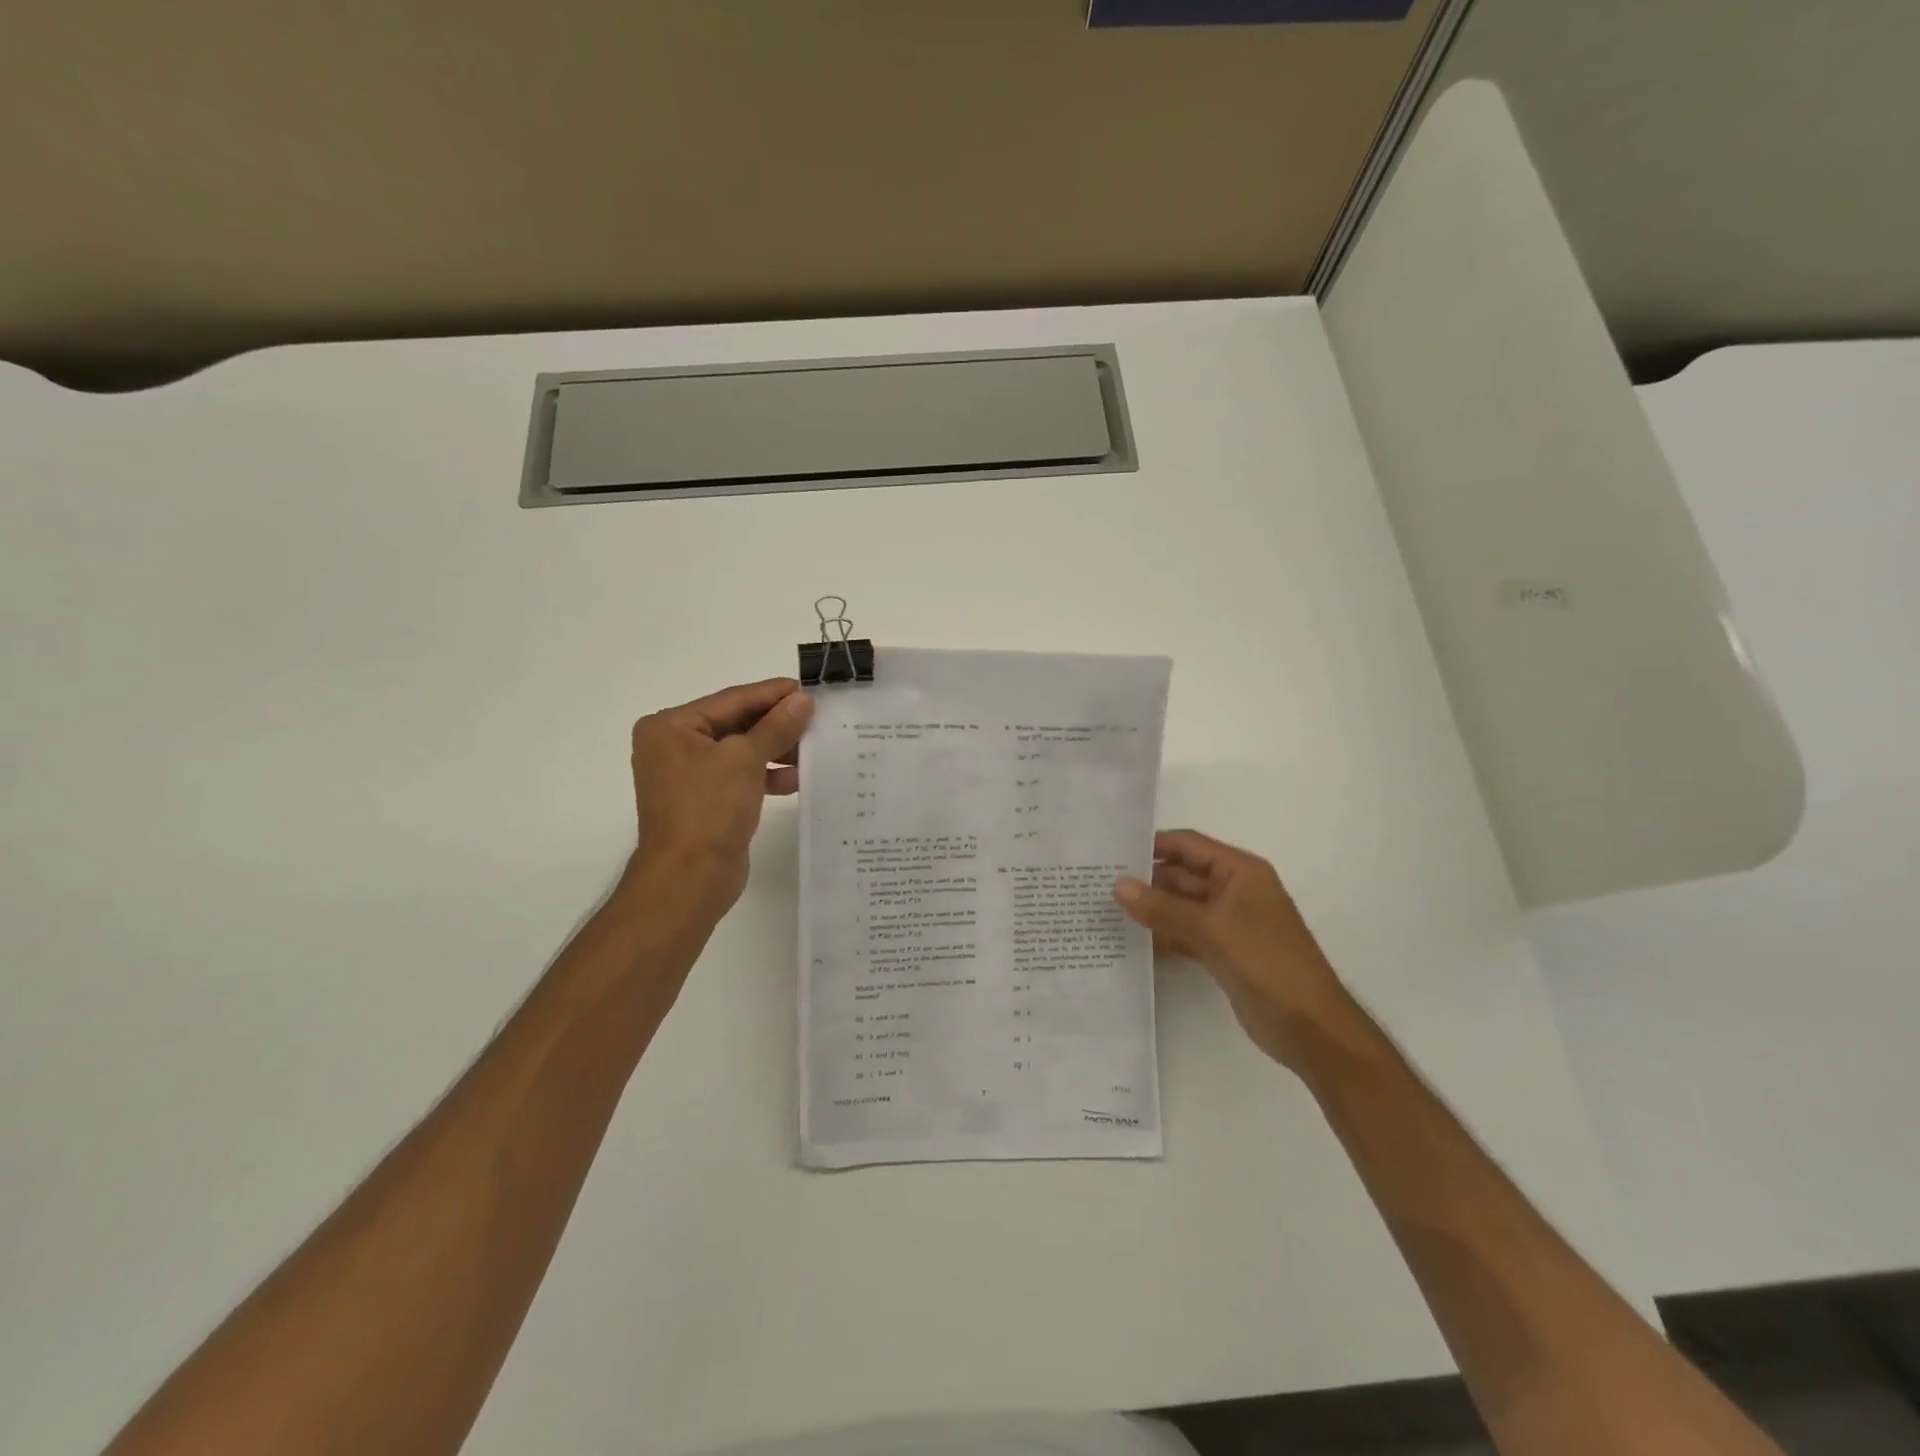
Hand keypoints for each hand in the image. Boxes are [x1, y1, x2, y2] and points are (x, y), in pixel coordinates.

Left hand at [623, 677, 814, 915]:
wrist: (689, 878)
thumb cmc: (709, 808)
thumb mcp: (745, 759)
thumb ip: (776, 726)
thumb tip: (803, 699)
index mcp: (671, 727)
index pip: (731, 700)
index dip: (772, 694)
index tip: (808, 689)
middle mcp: (675, 746)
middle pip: (736, 724)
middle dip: (777, 724)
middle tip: (817, 718)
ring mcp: (689, 776)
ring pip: (742, 751)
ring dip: (776, 750)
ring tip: (812, 748)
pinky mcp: (706, 801)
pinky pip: (741, 776)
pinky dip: (766, 775)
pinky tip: (796, 779)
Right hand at [1114, 830, 1346, 1069]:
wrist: (1311, 1028)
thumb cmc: (1266, 963)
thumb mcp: (1211, 930)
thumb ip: (1162, 908)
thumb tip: (1118, 885)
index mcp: (1240, 872)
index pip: (1188, 845)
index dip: (1152, 845)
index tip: (1111, 851)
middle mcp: (1235, 890)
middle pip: (1182, 875)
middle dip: (1145, 879)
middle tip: (1098, 883)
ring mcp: (1229, 923)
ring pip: (1181, 907)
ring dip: (1151, 909)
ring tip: (1105, 909)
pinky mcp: (1223, 952)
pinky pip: (1186, 934)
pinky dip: (1163, 936)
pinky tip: (1131, 941)